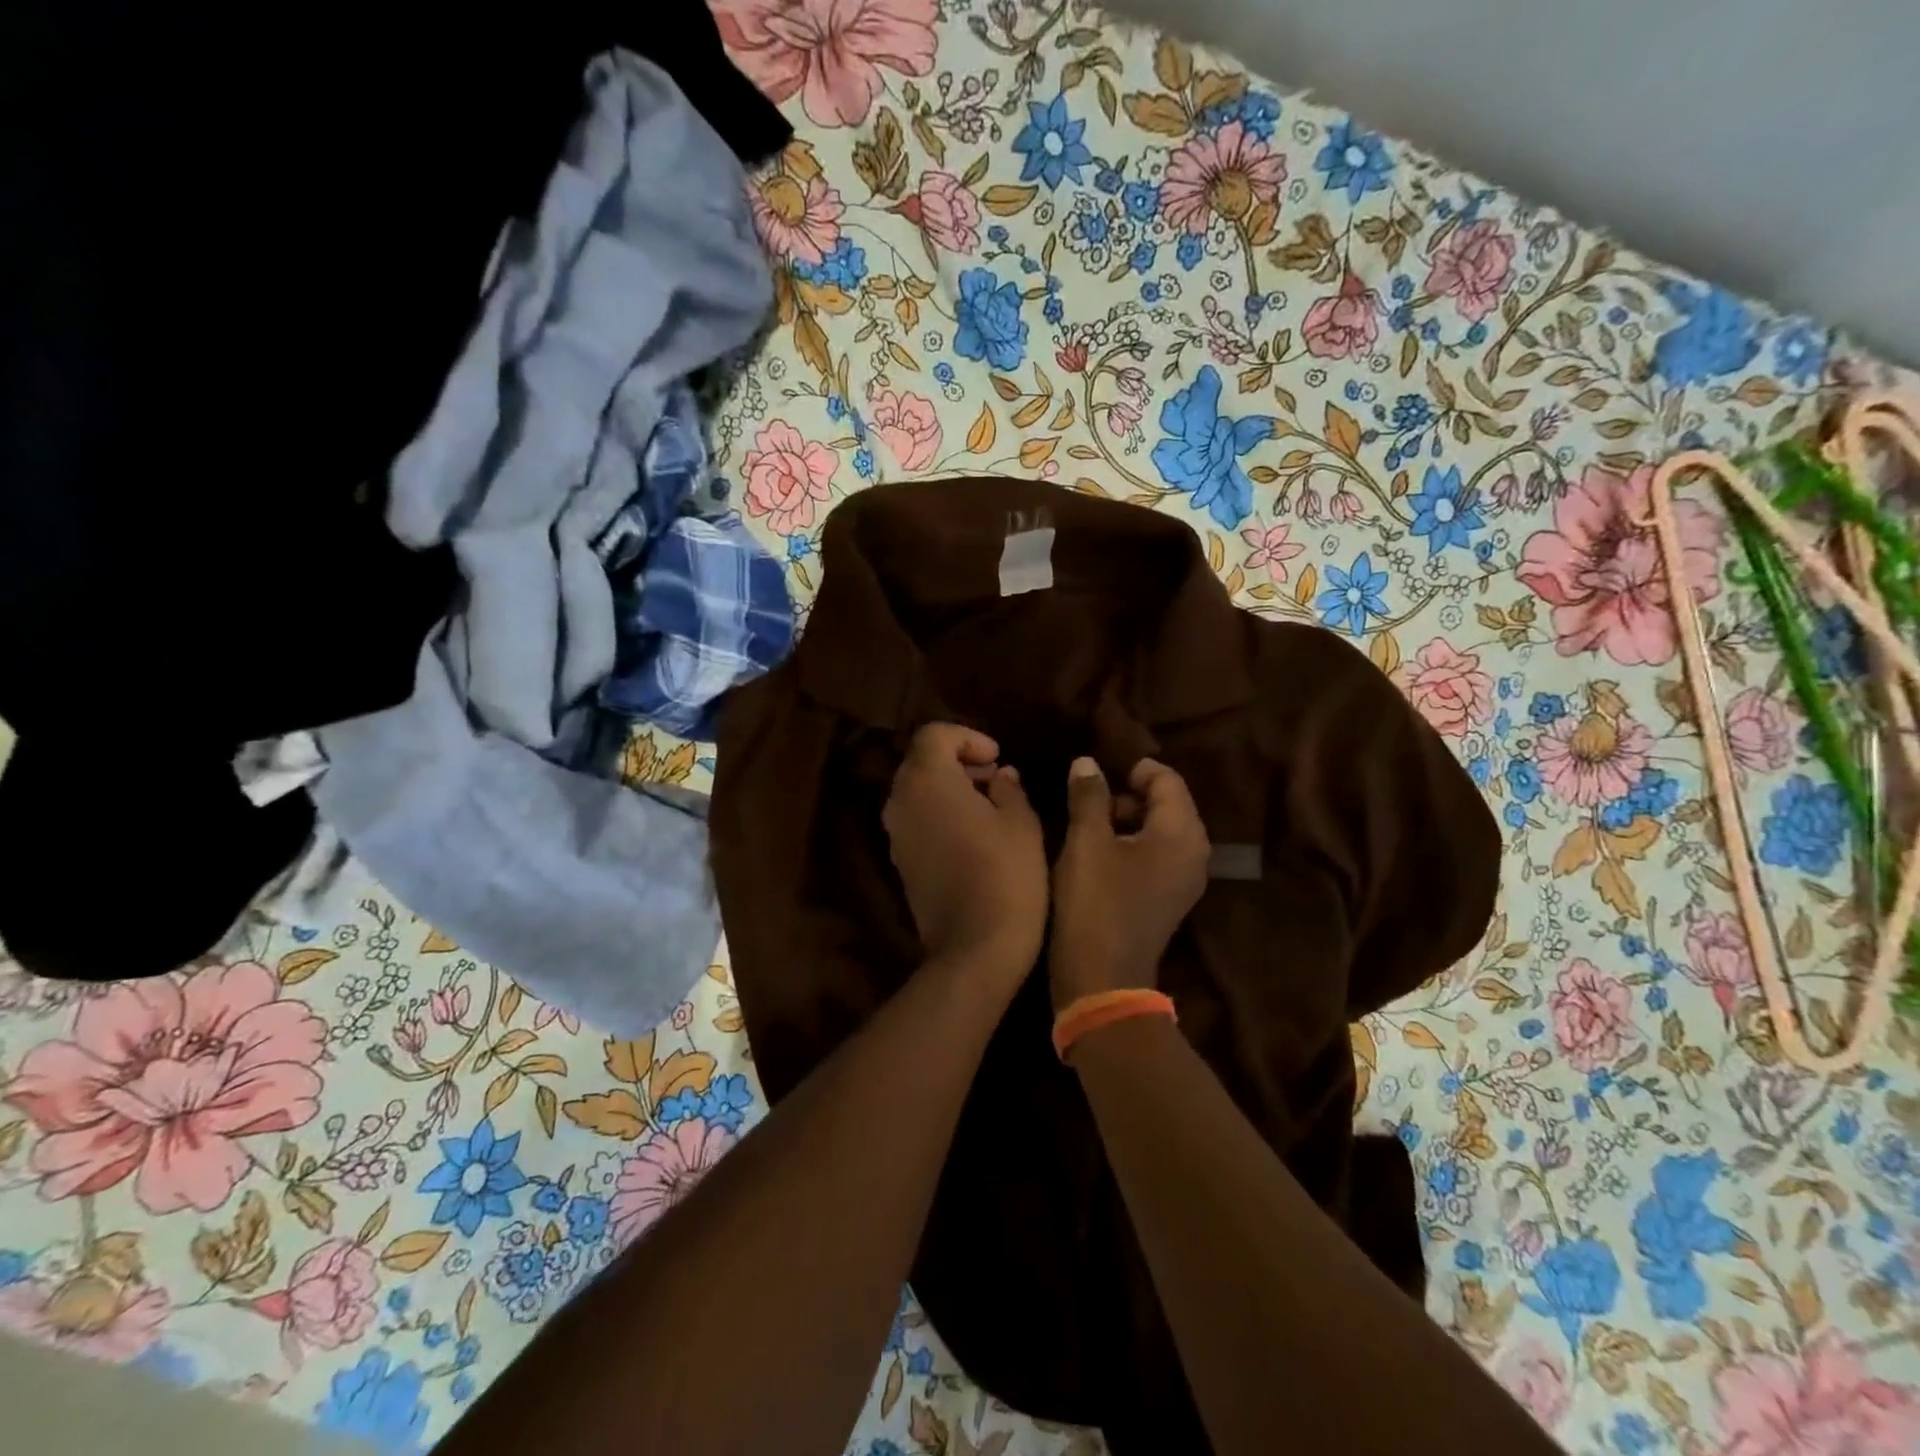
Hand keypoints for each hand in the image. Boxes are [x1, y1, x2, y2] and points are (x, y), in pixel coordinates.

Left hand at [883, 724, 1046, 984]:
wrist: (974, 948)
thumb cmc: (1006, 875)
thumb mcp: (1022, 823)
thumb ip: (1009, 788)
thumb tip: (1001, 776)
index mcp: (927, 780)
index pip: (933, 735)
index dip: (967, 738)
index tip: (997, 758)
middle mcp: (900, 801)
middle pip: (921, 761)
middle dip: (958, 761)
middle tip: (996, 778)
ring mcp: (895, 833)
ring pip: (916, 791)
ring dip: (949, 788)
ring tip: (989, 805)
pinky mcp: (899, 861)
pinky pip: (915, 820)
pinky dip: (939, 813)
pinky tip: (972, 834)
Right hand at [1049, 756, 1209, 1005]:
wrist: (1101, 978)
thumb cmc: (1095, 902)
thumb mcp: (1086, 842)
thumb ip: (1088, 796)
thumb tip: (1087, 762)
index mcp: (1181, 833)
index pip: (1167, 780)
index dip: (1134, 769)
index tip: (1098, 774)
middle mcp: (1195, 852)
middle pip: (1169, 803)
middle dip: (1129, 794)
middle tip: (1090, 801)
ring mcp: (1186, 879)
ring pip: (1162, 830)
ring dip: (1129, 819)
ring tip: (1090, 826)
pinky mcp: (1171, 898)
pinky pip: (1158, 855)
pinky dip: (1134, 844)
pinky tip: (1101, 854)